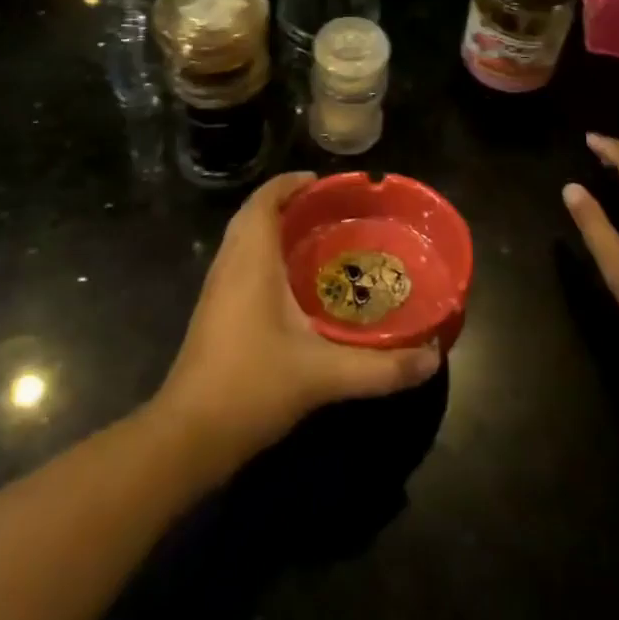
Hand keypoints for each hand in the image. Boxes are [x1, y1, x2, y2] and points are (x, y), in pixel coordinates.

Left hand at [156, 172, 442, 463]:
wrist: (186, 437)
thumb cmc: (252, 386)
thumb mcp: (324, 376)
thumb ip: (381, 367)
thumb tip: (431, 357)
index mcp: (251, 258)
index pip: (266, 198)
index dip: (292, 183)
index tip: (326, 184)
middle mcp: (230, 262)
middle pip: (255, 213)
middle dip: (288, 203)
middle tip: (329, 211)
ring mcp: (217, 288)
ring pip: (244, 237)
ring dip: (274, 227)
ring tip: (316, 238)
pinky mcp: (213, 311)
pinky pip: (240, 261)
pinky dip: (264, 253)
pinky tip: (292, 283)